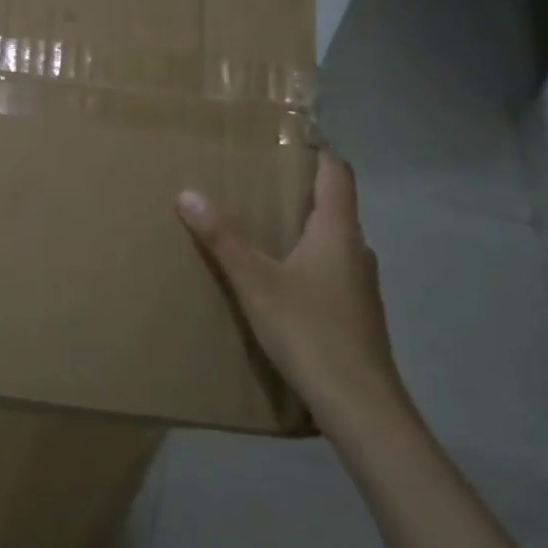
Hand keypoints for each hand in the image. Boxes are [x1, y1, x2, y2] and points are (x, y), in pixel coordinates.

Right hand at [176, 151, 410, 437]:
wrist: (359, 404)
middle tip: (254, 184)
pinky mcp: (356, 312)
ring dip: (301, 229)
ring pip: (331, 241)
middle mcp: (357, 250)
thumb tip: (187, 193)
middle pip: (333, 205)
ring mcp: (360, 283)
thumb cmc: (309, 331)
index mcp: (339, 231)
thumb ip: (223, 239)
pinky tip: (278, 280)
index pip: (337, 173)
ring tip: (259, 229)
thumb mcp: (256, 283)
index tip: (280, 144)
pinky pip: (330, 270)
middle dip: (297, 192)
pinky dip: (306, 261)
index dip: (314, 153)